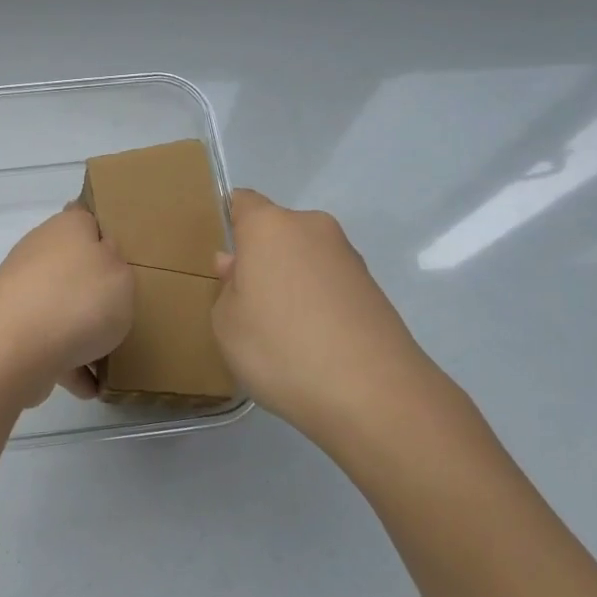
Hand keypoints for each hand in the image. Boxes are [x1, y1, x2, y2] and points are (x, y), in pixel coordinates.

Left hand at [0, 203, 134, 407]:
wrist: (12, 349)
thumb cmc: (78, 301)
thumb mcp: (122, 275)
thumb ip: (118, 266)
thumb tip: (102, 260)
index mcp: (68, 227)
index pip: (87, 217)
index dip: (106, 231)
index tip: (126, 255)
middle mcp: (40, 251)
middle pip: (75, 266)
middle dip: (96, 290)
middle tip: (125, 310)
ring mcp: (22, 291)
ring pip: (61, 306)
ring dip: (82, 330)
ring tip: (110, 358)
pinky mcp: (11, 327)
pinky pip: (49, 342)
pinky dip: (68, 362)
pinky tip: (88, 386)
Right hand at [210, 189, 445, 443]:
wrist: (374, 394)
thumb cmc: (281, 348)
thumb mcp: (227, 324)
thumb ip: (227, 288)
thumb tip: (240, 268)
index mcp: (269, 226)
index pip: (242, 202)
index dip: (229, 225)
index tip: (222, 262)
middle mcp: (312, 228)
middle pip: (276, 232)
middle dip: (261, 259)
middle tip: (248, 305)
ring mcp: (348, 257)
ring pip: (305, 259)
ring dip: (291, 282)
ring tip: (283, 332)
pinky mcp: (374, 289)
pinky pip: (330, 284)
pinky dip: (318, 303)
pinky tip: (313, 344)